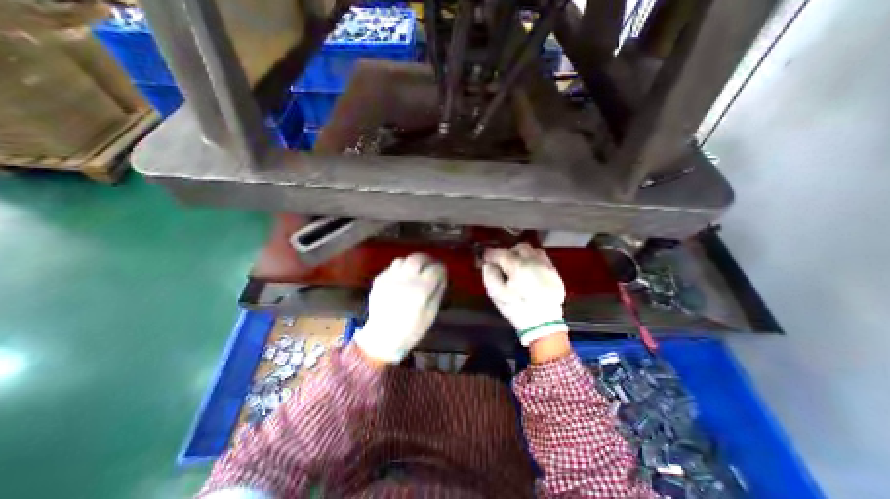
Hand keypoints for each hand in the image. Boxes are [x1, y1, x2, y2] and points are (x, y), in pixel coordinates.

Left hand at [354, 254, 449, 362]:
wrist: (382, 337)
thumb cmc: (411, 329)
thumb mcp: (431, 313)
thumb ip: (438, 292)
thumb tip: (442, 277)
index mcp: (420, 289)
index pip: (435, 269)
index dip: (441, 269)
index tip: (442, 272)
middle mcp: (405, 279)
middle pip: (418, 258)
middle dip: (427, 259)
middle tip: (430, 266)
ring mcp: (390, 278)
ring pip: (403, 260)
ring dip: (411, 263)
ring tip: (414, 271)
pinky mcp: (379, 280)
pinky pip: (391, 268)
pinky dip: (398, 270)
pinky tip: (400, 279)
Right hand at [479, 244, 568, 348]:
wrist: (543, 325)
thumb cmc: (517, 309)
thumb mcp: (496, 295)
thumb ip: (489, 275)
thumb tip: (488, 264)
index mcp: (518, 267)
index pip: (501, 253)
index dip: (490, 254)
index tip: (485, 257)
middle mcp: (534, 262)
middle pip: (519, 247)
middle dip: (509, 252)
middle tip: (502, 263)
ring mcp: (547, 267)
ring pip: (533, 250)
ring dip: (523, 255)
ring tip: (517, 266)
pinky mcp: (555, 274)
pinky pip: (543, 259)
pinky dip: (534, 261)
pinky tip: (530, 272)